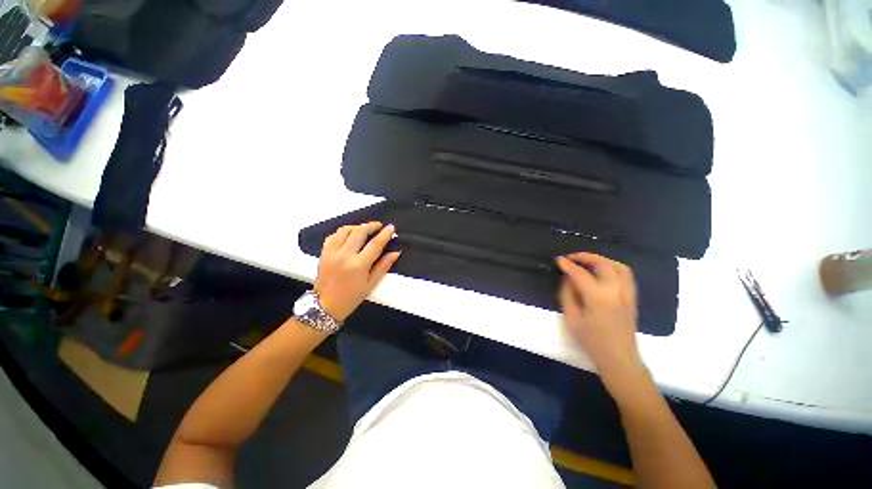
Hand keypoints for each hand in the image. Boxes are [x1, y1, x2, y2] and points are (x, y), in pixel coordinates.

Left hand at [315, 222, 400, 321]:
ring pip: (345, 230)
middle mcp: (344, 255)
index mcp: (358, 265)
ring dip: (357, 227)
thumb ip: (383, 266)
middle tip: (379, 226)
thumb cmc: (351, 298)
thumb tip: (395, 253)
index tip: (391, 227)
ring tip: (365, 229)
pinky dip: (343, 231)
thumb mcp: (371, 284)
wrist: (324, 306)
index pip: (375, 244)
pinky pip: (333, 235)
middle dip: (371, 226)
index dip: (385, 234)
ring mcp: (332, 252)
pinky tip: (349, 234)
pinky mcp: (323, 253)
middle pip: (359, 232)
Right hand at [556, 253, 648, 394]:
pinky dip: (613, 267)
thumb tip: (567, 279)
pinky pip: (626, 275)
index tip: (558, 260)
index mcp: (599, 298)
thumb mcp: (572, 319)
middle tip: (571, 258)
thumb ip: (568, 295)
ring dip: (602, 259)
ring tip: (587, 261)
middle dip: (586, 257)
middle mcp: (616, 292)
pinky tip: (602, 272)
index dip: (568, 265)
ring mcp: (628, 295)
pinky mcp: (632, 299)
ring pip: (619, 267)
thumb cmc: (592, 342)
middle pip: (604, 265)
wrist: (619, 359)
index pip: (581, 274)